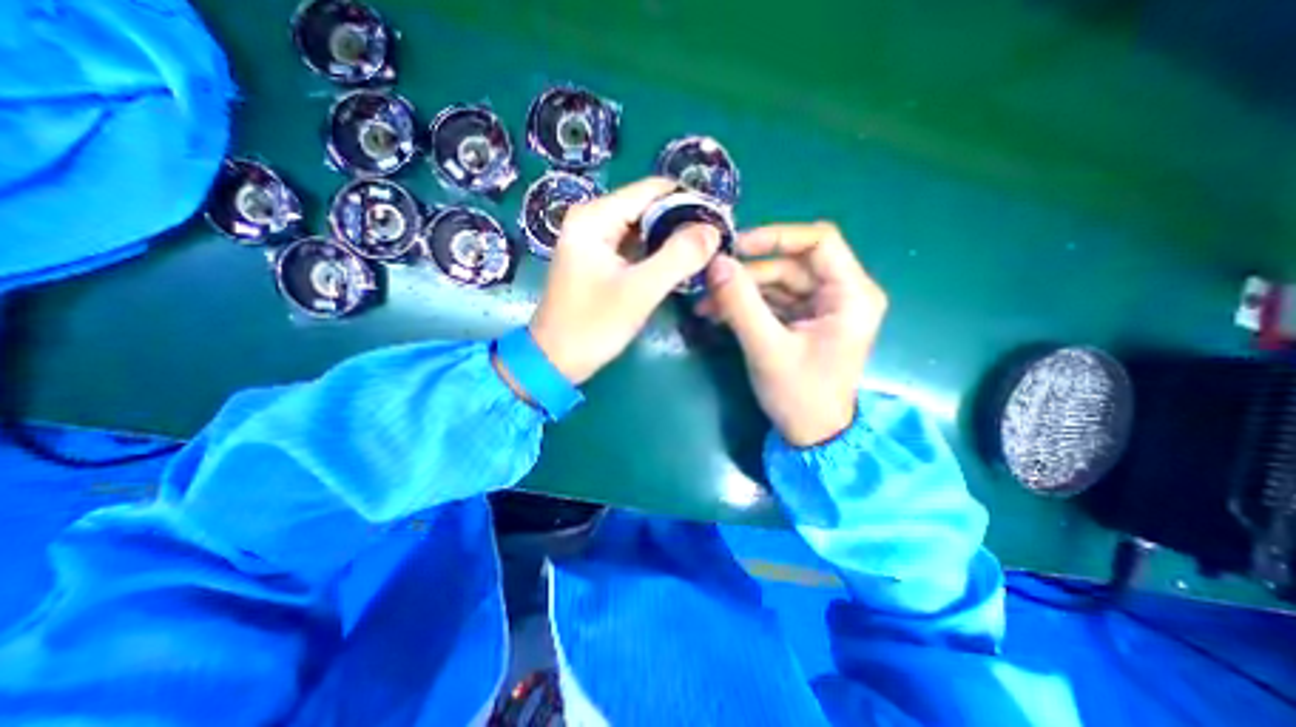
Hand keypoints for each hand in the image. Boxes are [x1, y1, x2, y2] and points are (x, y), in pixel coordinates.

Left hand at [531, 177, 724, 383]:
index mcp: (594, 217)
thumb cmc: (593, 326)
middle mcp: (592, 219)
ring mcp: (594, 239)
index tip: (720, 222)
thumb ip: (678, 257)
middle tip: (716, 243)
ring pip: (645, 227)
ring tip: (704, 254)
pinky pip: (636, 246)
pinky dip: (658, 253)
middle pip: (649, 206)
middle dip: (683, 223)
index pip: (653, 190)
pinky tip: (679, 265)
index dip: (690, 202)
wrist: (556, 360)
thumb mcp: (639, 291)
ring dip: (673, 239)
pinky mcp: (599, 258)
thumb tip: (713, 230)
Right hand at [699, 220, 891, 448]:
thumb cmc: (800, 396)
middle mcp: (841, 294)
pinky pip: (774, 301)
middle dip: (747, 274)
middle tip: (709, 282)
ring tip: (705, 305)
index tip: (736, 246)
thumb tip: (716, 263)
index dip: (776, 237)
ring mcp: (822, 308)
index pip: (819, 241)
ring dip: (741, 291)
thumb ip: (741, 305)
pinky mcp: (805, 320)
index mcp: (851, 295)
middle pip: (791, 264)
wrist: (811, 435)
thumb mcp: (767, 349)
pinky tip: (718, 313)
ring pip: (777, 282)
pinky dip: (746, 305)